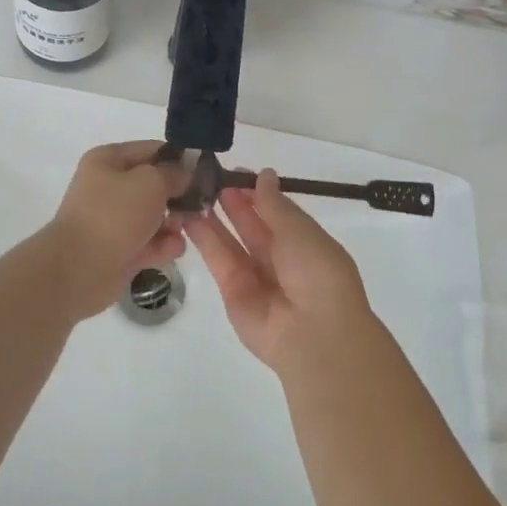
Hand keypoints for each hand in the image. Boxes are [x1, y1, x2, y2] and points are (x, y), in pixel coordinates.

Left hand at [39, 141, 190, 320]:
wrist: (79, 269)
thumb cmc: (114, 214)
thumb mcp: (151, 182)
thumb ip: (174, 174)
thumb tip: (186, 172)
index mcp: (108, 160)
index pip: (152, 150)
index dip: (179, 158)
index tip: (205, 172)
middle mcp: (109, 187)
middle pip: (155, 185)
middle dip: (178, 196)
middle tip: (200, 205)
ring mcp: (113, 221)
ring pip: (155, 216)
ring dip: (173, 223)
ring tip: (180, 231)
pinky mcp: (119, 250)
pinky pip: (149, 242)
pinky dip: (162, 246)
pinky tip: (171, 251)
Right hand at [183, 168, 373, 373]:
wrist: (313, 333)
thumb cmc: (317, 272)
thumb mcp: (299, 230)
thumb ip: (274, 204)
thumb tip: (263, 174)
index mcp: (304, 242)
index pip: (276, 212)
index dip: (255, 193)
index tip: (234, 172)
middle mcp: (279, 259)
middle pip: (251, 225)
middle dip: (233, 202)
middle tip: (208, 178)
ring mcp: (255, 277)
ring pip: (231, 241)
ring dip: (214, 217)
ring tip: (192, 192)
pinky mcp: (232, 292)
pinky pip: (218, 260)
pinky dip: (204, 239)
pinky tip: (189, 217)